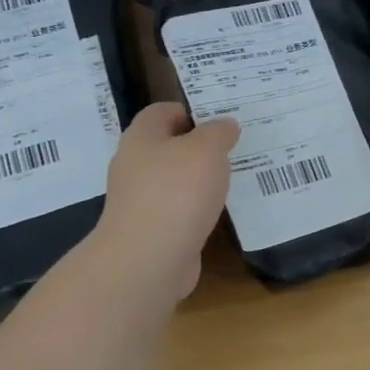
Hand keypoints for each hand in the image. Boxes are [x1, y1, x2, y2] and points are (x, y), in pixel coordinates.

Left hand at [91, 102, 238, 301]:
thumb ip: (219, 132)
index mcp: (142, 138)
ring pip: (174, 179)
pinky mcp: (150, 229)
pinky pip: (178, 208)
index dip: (191, 110)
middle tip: (234, 147)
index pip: (162, 111)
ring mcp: (140, 200)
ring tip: (233, 178)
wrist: (149, 259)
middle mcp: (135, 165)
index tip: (222, 119)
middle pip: (168, 146)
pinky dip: (197, 207)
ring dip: (199, 179)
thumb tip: (225, 125)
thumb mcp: (207, 150)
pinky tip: (218, 211)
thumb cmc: (177, 193)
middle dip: (199, 146)